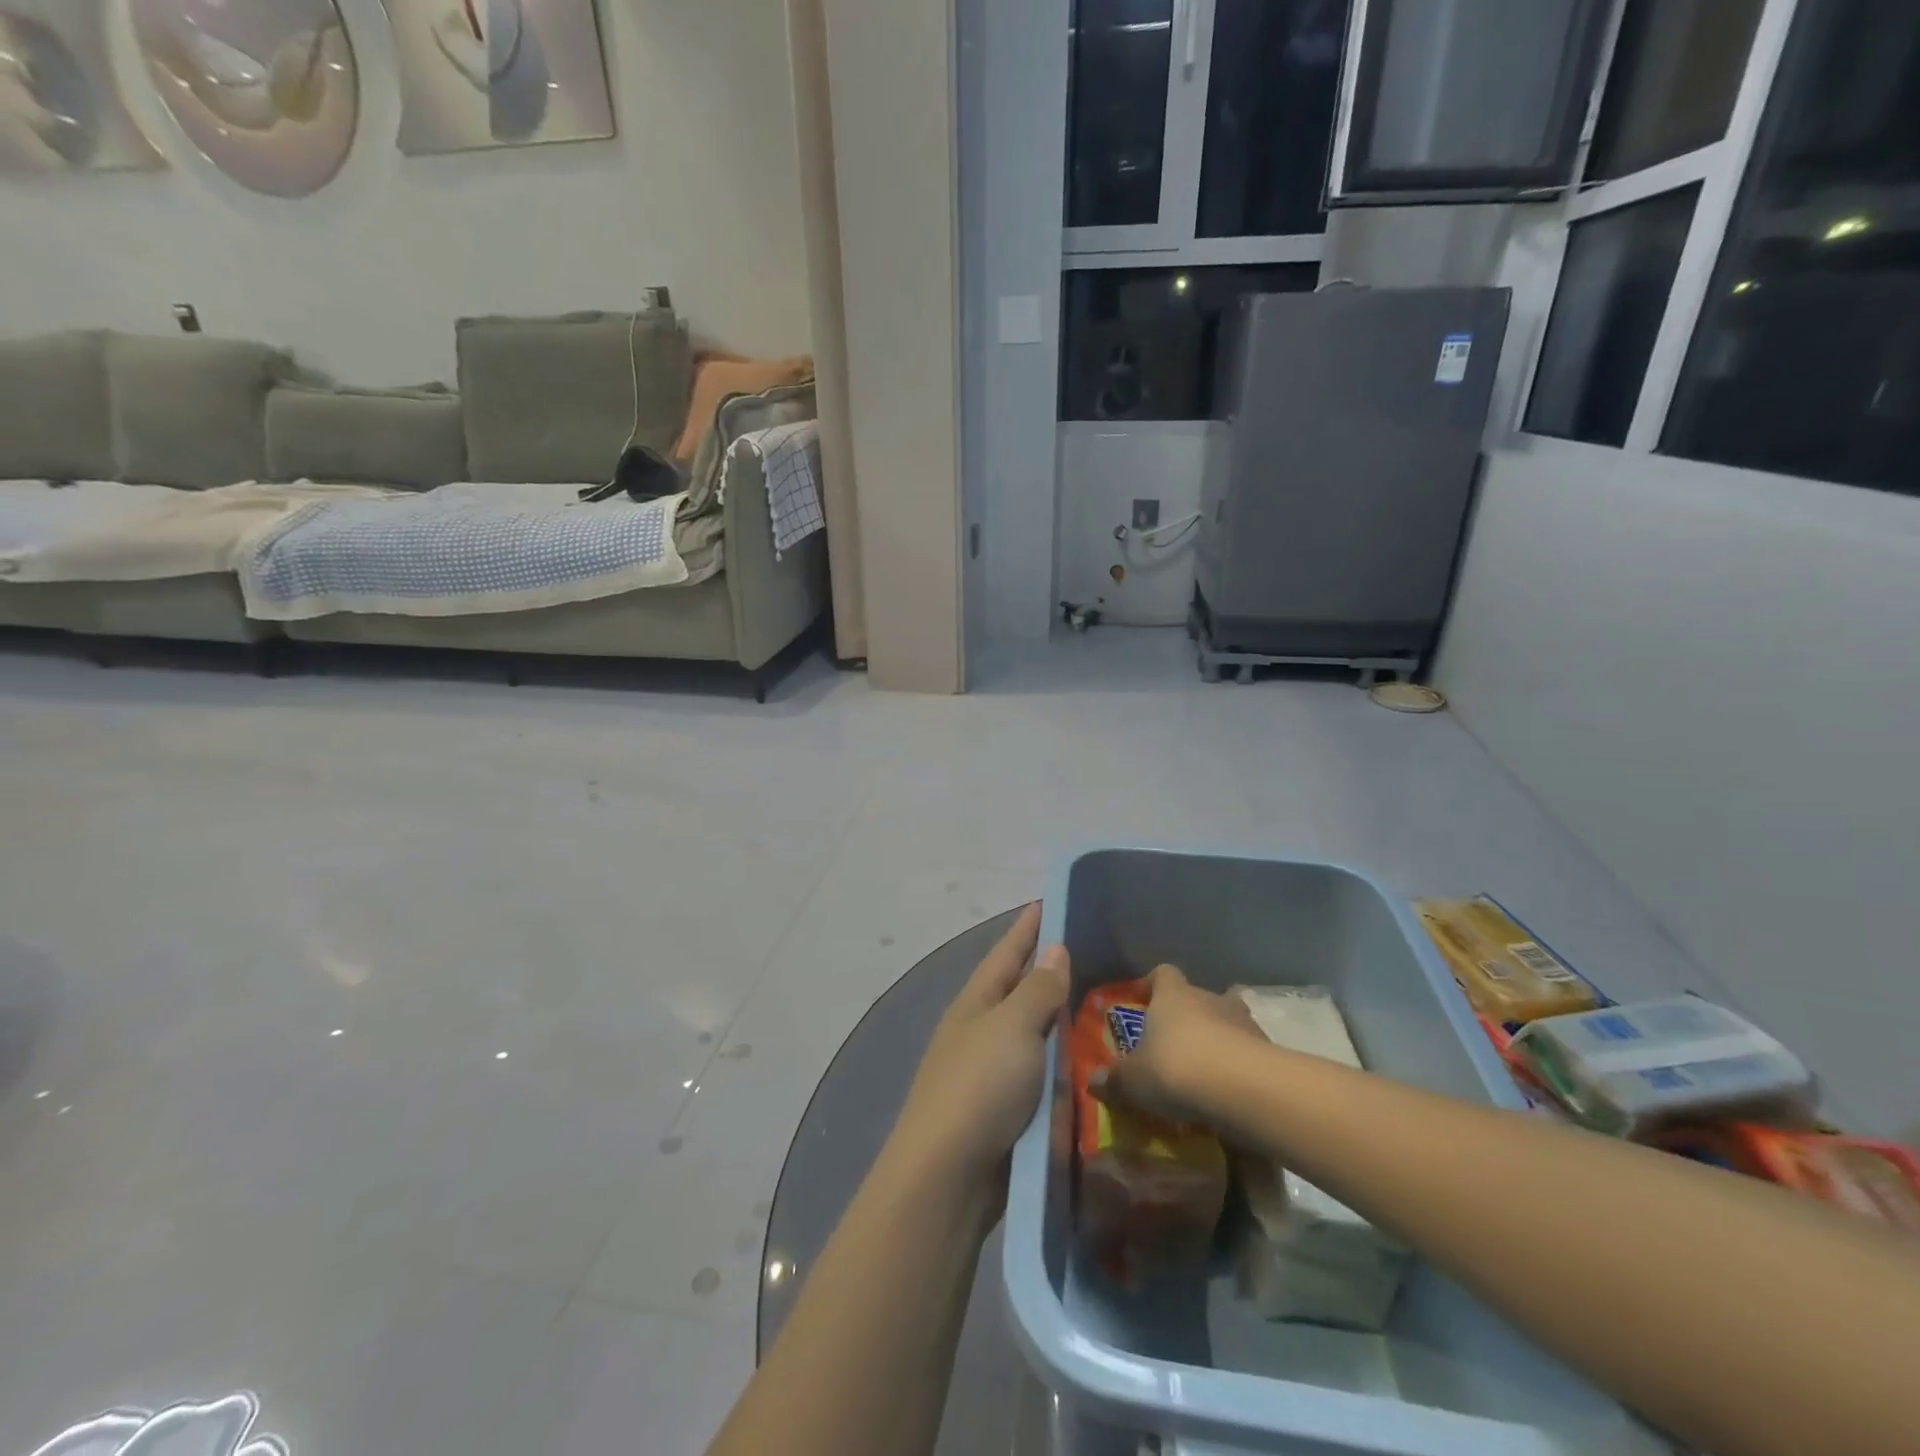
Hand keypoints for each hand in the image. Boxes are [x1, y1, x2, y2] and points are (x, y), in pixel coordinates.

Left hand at [891, 903, 1070, 1191]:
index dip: (1028, 927)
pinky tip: (1091, 1061)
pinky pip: (1042, 1073)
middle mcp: (981, 1030)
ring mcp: (991, 1071)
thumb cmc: (979, 1087)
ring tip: (1102, 1002)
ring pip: (1033, 1033)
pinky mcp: (1006, 1109)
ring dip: (1060, 1019)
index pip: (1007, 951)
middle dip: (1049, 970)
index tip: (1050, 901)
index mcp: (976, 1002)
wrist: (948, 1176)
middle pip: (1019, 990)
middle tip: (1094, 952)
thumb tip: (1054, 950)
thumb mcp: (1012, 1027)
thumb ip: (1037, 990)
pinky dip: (1064, 1063)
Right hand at [1092, 963, 1259, 1125]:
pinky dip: (1241, 1066)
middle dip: (1190, 1016)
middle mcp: (1209, 998)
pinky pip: (1250, 1053)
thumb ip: (1114, 1080)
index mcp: (1172, 995)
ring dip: (1220, 1040)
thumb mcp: (1133, 1080)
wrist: (1242, 1088)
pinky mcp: (1269, 1050)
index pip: (1163, 974)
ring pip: (1229, 1022)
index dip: (1152, 985)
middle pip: (1199, 996)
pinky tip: (1230, 1092)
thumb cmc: (1175, 1068)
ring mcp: (1244, 1022)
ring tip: (1207, 1071)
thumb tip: (1092, 1082)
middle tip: (1176, 1044)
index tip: (1143, 1000)